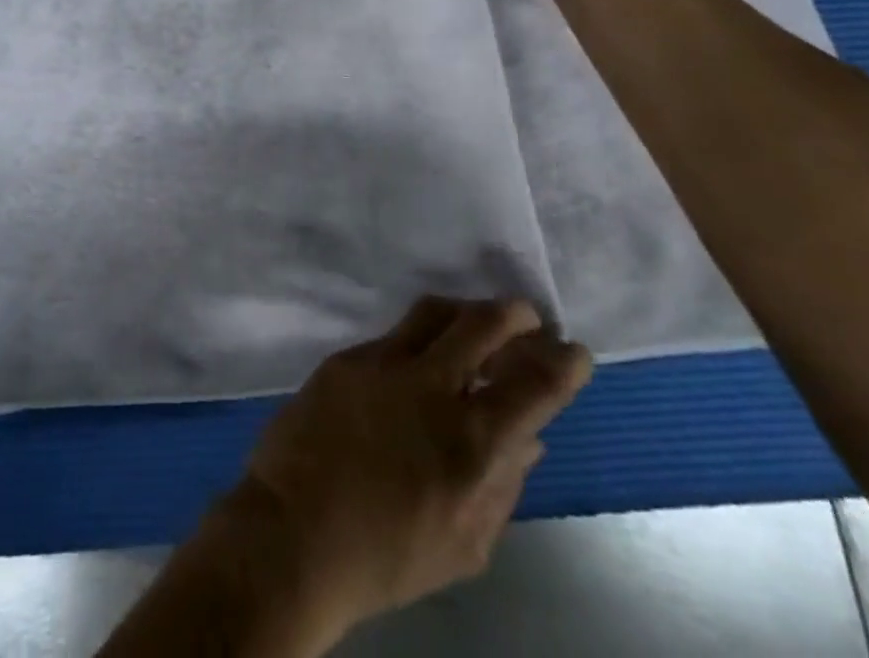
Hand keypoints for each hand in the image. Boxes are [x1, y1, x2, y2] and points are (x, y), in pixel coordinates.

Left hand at [231, 298, 591, 643]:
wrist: (295, 530)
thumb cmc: (387, 556)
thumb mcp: (465, 544)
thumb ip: (503, 487)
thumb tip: (527, 438)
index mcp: (472, 442)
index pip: (534, 385)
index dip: (562, 363)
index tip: (574, 350)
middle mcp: (430, 386)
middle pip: (481, 323)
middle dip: (513, 313)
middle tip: (526, 316)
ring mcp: (382, 363)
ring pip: (432, 312)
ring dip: (464, 312)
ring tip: (476, 323)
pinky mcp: (346, 358)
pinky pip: (393, 336)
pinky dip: (418, 340)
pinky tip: (419, 359)